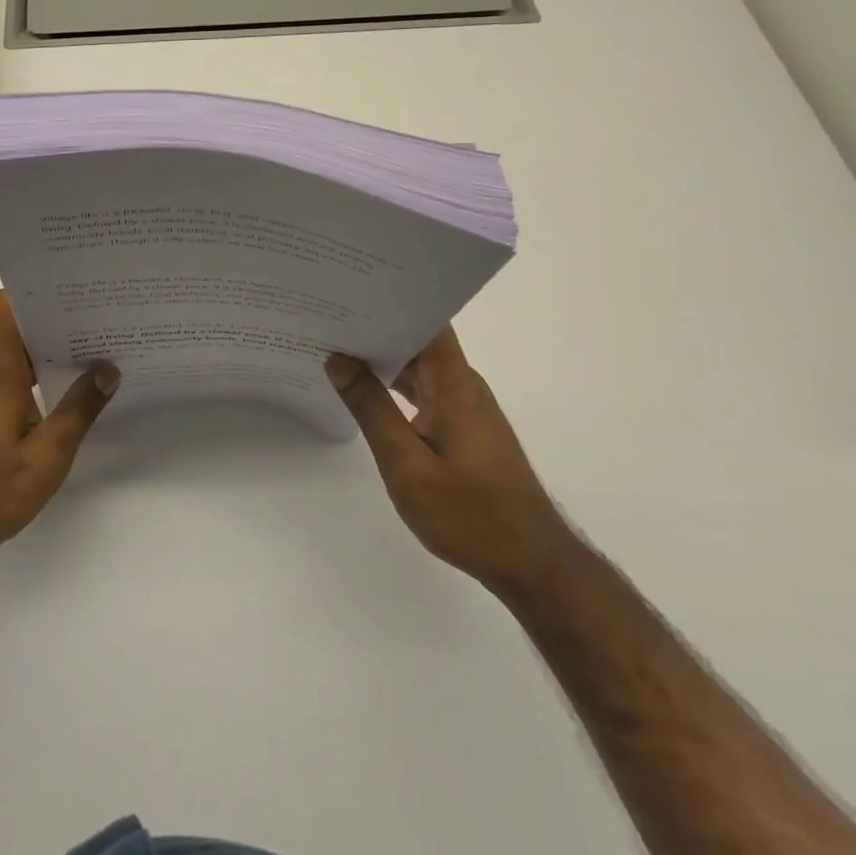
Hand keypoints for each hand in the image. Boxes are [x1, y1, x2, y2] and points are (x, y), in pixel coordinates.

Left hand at [0, 291, 118, 563]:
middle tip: (101, 315)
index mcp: (2, 376)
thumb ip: (79, 411)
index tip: (68, 289)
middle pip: (19, 329)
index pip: (2, 311)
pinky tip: (76, 392)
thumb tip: (108, 368)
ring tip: (99, 348)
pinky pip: (22, 381)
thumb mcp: (47, 456)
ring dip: (54, 349)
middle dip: (57, 318)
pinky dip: (47, 377)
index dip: (30, 291)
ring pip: (22, 356)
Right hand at [327, 328, 577, 597]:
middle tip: (326, 316)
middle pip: (418, 341)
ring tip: (333, 345)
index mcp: (454, 384)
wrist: (529, 563)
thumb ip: (371, 409)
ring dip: (382, 359)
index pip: (427, 322)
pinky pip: (423, 392)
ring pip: (419, 368)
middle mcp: (462, 386)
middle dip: (376, 327)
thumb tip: (338, 360)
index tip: (352, 290)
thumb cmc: (469, 514)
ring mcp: (464, 408)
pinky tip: (363, 390)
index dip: (393, 301)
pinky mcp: (463, 429)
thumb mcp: (406, 464)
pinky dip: (393, 387)